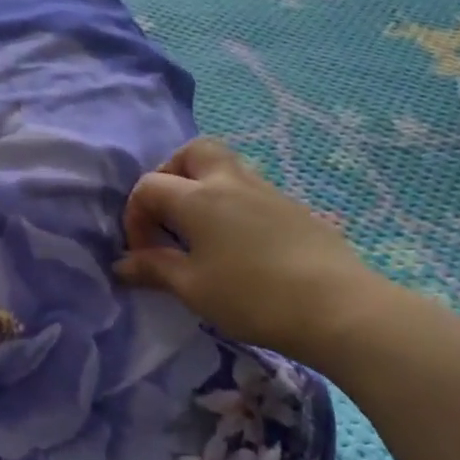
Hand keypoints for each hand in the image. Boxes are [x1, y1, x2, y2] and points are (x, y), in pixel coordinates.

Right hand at [115, 138, 389, 364]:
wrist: (336, 307)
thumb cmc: (251, 296)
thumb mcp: (192, 288)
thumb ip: (154, 270)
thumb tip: (122, 265)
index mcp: (198, 198)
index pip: (149, 186)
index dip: (135, 216)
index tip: (142, 252)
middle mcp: (230, 182)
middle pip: (193, 152)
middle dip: (171, 174)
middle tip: (168, 214)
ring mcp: (267, 191)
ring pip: (226, 167)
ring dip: (203, 187)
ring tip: (200, 232)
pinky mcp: (293, 207)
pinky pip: (251, 190)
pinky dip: (231, 204)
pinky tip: (237, 244)